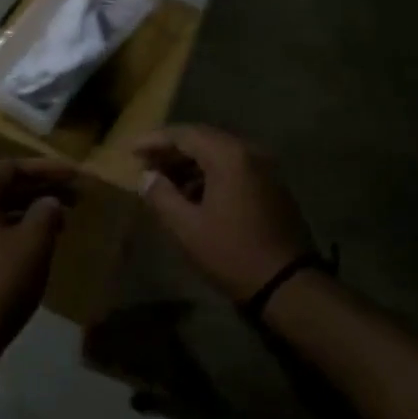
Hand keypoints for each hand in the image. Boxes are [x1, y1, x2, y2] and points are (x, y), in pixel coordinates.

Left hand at [0, 159, 75, 367]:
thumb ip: (45, 214)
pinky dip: (11, 231)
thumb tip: (48, 203)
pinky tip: (34, 245)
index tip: (74, 175)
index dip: (45, 168)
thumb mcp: (33, 244)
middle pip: (0, 189)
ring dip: (27, 212)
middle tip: (74, 197)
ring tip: (60, 222)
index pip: (9, 169)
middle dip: (39, 190)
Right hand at [135, 125, 312, 301]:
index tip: (130, 151)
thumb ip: (161, 195)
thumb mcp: (186, 227)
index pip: (185, 135)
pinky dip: (209, 173)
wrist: (286, 283)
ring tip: (162, 179)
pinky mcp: (271, 185)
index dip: (154, 140)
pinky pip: (234, 168)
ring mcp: (265, 168)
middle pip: (203, 139)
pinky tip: (191, 193)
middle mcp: (250, 152)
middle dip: (171, 150)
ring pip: (219, 154)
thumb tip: (147, 177)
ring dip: (190, 163)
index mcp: (229, 156)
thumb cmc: (231, 252)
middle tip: (144, 162)